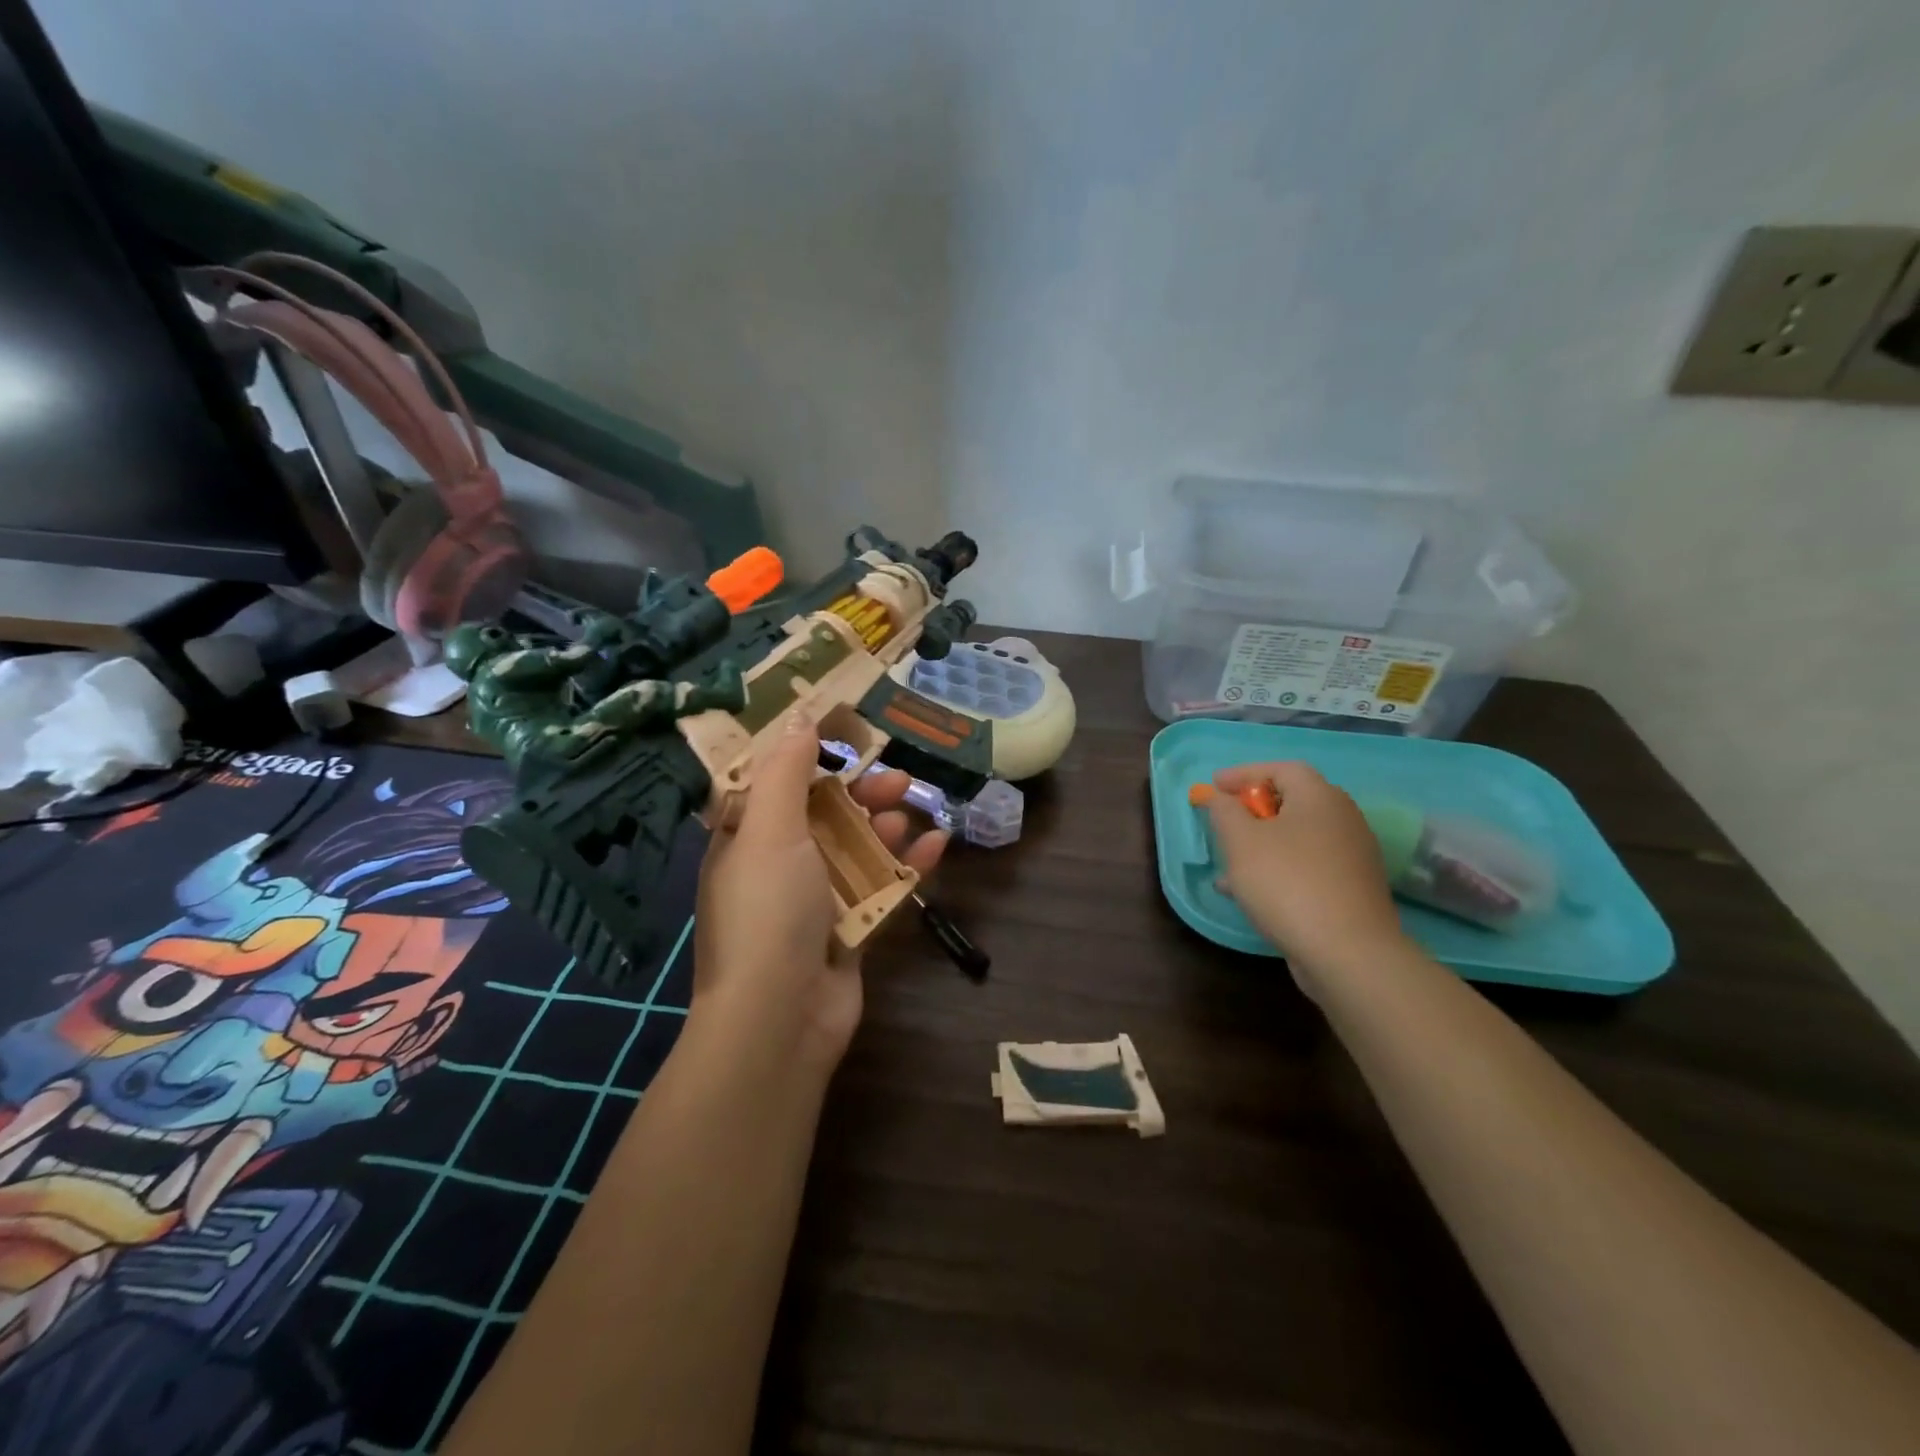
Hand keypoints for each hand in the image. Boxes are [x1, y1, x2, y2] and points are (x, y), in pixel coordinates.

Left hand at [693, 714, 947, 1068]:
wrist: (781, 1017)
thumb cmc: (768, 911)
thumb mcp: (770, 830)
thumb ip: (787, 771)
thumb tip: (799, 718)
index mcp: (744, 841)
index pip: (773, 787)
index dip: (807, 758)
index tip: (846, 734)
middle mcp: (775, 868)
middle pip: (823, 816)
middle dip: (859, 793)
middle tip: (897, 779)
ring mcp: (814, 902)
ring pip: (855, 850)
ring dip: (883, 827)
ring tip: (910, 812)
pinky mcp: (849, 930)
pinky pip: (880, 888)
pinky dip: (907, 867)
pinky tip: (938, 847)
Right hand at [1206, 761, 1406, 993]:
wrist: (1349, 952)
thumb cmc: (1287, 883)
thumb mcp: (1240, 841)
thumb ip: (1224, 811)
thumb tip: (1219, 797)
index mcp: (1320, 797)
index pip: (1281, 768)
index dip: (1244, 774)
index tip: (1214, 787)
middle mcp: (1343, 819)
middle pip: (1292, 802)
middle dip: (1252, 811)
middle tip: (1223, 823)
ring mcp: (1352, 856)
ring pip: (1297, 838)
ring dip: (1261, 845)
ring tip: (1228, 865)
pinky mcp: (1352, 889)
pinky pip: (1307, 867)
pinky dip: (1278, 869)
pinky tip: (1251, 894)